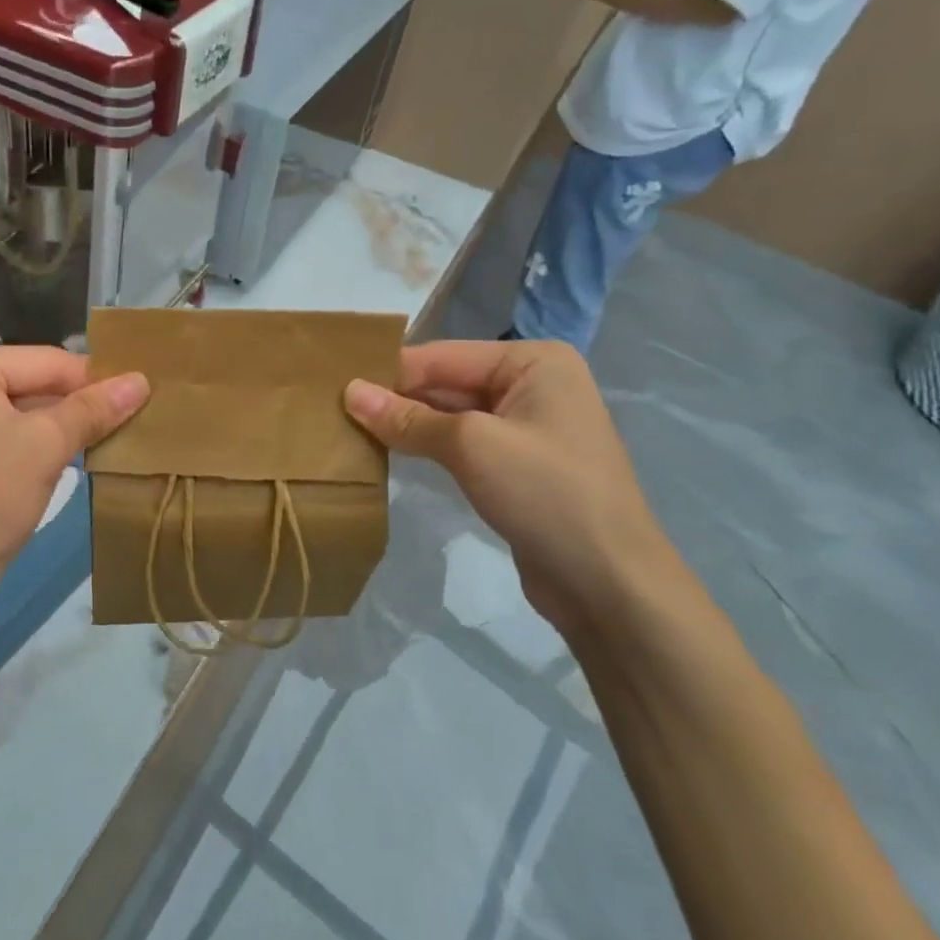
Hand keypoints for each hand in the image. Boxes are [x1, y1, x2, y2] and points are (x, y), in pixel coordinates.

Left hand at [0, 345, 148, 633]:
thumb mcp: (47, 446)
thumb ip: (93, 409)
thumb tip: (141, 380)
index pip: (44, 361)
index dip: (95, 378)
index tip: (141, 390)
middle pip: (27, 380)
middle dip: (74, 402)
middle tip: (129, 413)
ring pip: (13, 405)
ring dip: (55, 421)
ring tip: (107, 431)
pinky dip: (28, 436)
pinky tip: (65, 448)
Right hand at [344, 339, 684, 638]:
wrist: (609, 583)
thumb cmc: (546, 494)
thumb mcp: (471, 446)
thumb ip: (407, 417)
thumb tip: (348, 392)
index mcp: (533, 361)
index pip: (441, 356)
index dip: (387, 372)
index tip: (330, 385)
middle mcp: (531, 383)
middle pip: (444, 382)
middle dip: (393, 397)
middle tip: (331, 410)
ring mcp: (525, 426)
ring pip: (448, 414)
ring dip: (404, 424)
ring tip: (347, 429)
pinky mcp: (514, 464)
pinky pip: (459, 443)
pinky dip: (424, 446)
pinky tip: (385, 453)